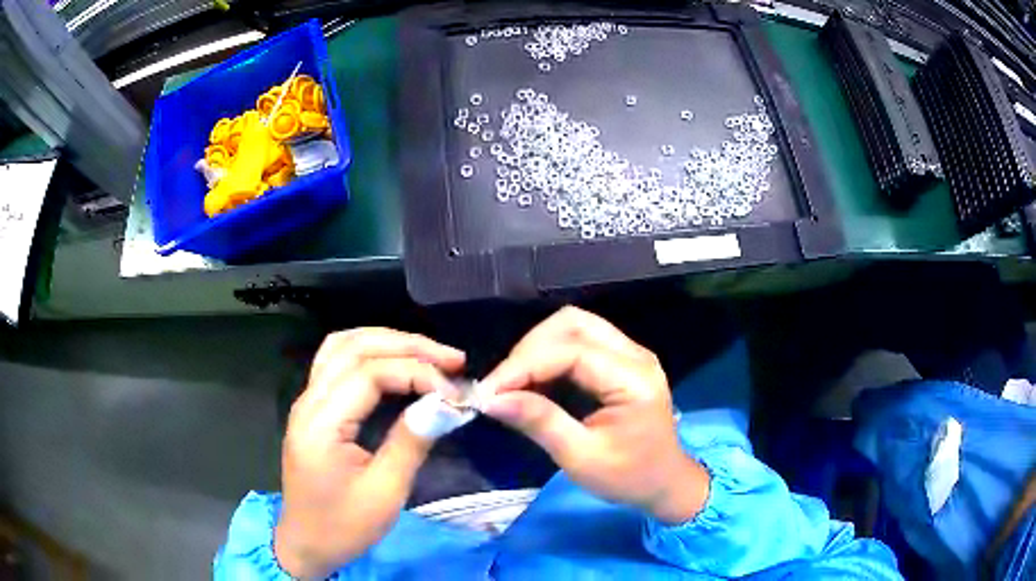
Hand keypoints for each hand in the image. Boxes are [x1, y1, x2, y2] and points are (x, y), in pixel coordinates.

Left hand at [274, 329, 464, 577]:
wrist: (306, 544)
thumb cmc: (344, 525)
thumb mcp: (384, 492)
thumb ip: (410, 442)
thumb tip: (444, 403)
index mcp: (321, 423)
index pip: (369, 373)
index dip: (416, 372)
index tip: (454, 392)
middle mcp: (308, 401)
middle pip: (354, 347)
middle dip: (407, 345)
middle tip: (452, 359)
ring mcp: (307, 402)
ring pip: (342, 346)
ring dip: (386, 342)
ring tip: (427, 354)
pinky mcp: (313, 409)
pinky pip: (337, 362)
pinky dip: (369, 353)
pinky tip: (393, 362)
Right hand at [481, 307, 708, 524]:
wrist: (665, 483)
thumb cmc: (628, 477)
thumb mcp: (581, 458)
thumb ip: (540, 422)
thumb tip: (492, 400)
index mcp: (633, 379)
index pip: (571, 351)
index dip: (524, 365)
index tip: (489, 392)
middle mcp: (635, 355)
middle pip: (573, 324)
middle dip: (530, 349)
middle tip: (503, 386)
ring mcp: (631, 353)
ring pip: (575, 326)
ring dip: (538, 348)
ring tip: (515, 382)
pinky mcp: (622, 360)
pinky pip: (580, 340)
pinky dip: (550, 354)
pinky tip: (535, 380)